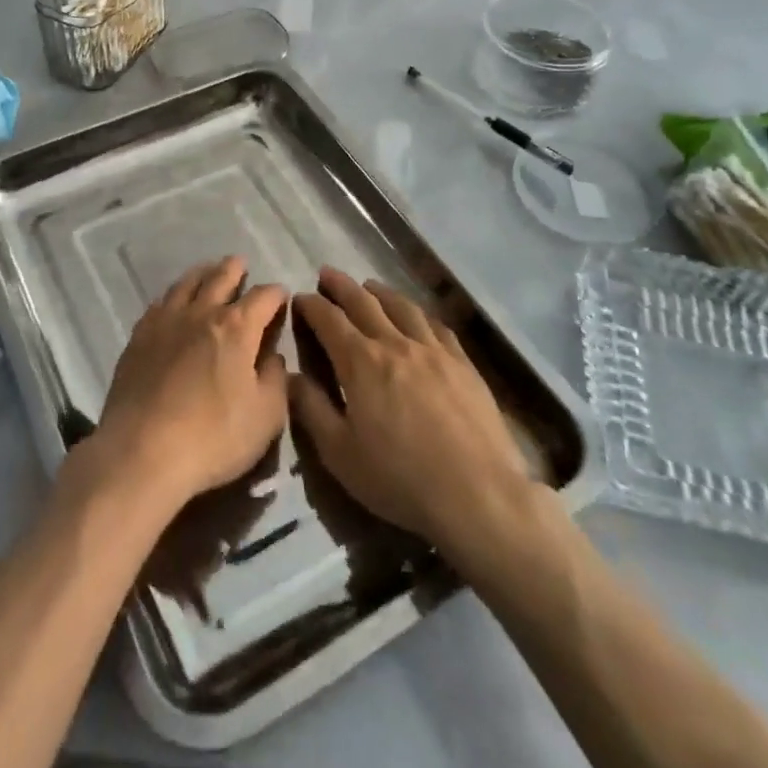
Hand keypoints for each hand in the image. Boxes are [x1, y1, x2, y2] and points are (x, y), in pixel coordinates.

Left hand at [91, 257, 289, 511]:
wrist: (141, 452)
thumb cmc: (213, 437)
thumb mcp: (266, 417)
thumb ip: (275, 379)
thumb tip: (272, 356)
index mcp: (237, 328)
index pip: (263, 297)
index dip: (276, 294)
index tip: (281, 297)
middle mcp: (202, 313)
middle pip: (221, 278)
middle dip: (235, 269)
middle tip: (240, 263)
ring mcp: (166, 321)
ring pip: (186, 284)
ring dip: (202, 274)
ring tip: (208, 271)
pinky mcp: (139, 337)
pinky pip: (159, 303)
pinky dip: (173, 295)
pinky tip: (172, 301)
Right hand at [289, 267, 534, 546]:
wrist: (477, 494)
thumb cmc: (400, 478)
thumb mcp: (339, 453)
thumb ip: (311, 409)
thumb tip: (290, 375)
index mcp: (361, 362)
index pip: (329, 320)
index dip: (312, 305)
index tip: (300, 297)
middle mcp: (395, 343)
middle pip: (364, 302)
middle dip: (342, 286)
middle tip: (328, 273)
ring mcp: (433, 350)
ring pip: (402, 306)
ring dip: (380, 292)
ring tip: (369, 286)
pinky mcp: (463, 363)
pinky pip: (436, 325)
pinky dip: (419, 313)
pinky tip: (417, 315)